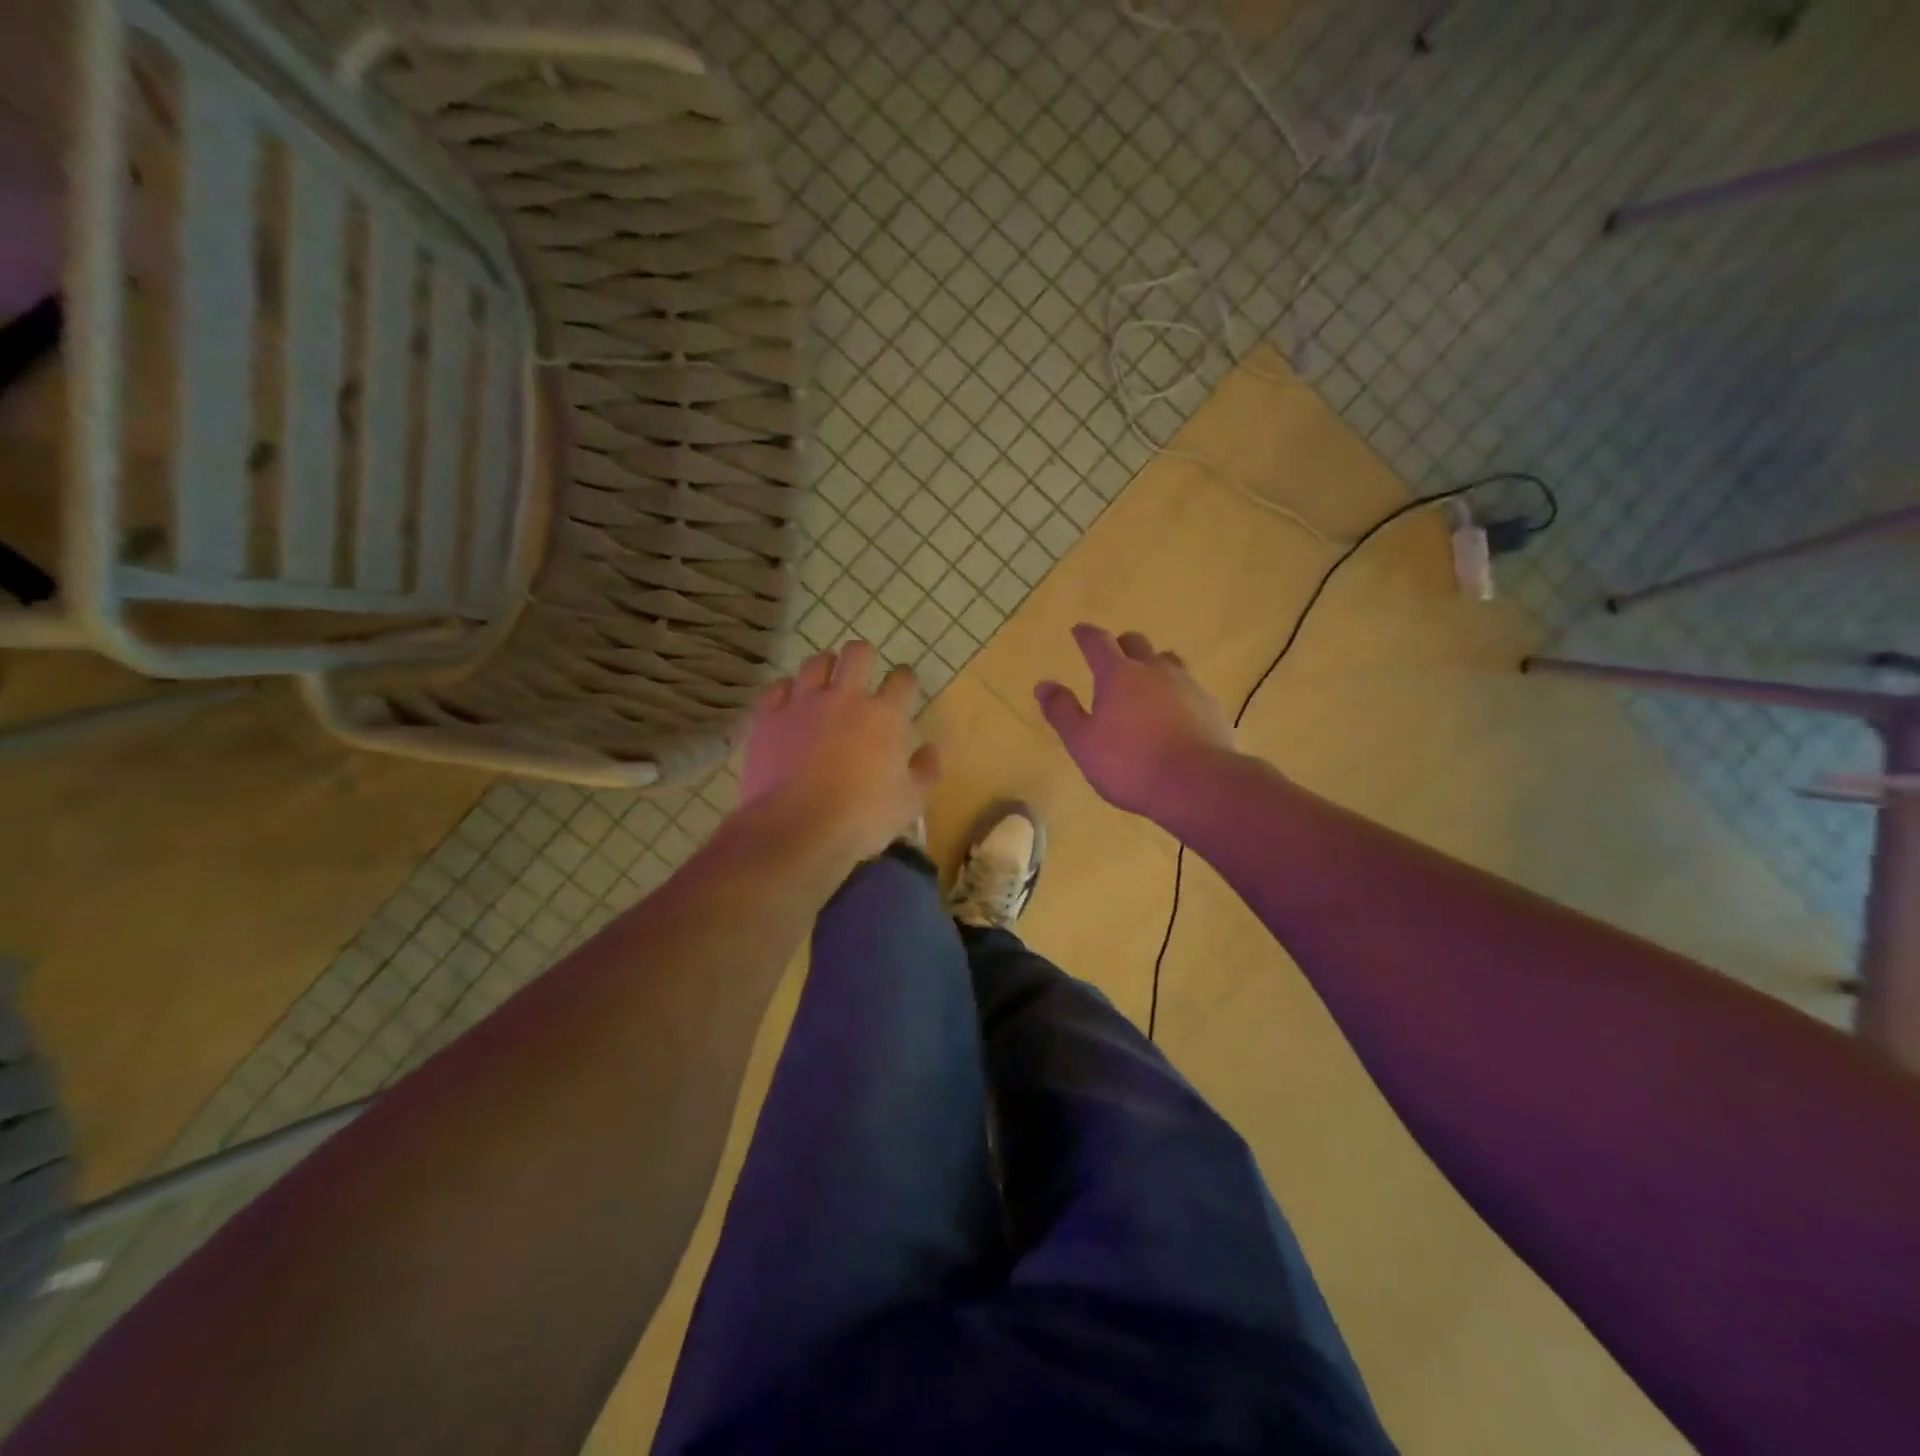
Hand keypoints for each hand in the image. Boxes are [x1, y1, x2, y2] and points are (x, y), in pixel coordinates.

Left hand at [739, 640, 938, 864]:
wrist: (796, 829)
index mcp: (885, 716)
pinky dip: (787, 691)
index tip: (904, 688)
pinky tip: (790, 704)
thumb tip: (929, 749)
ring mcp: (803, 704)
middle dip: (864, 658)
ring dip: (825, 669)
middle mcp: (845, 698)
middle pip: (857, 654)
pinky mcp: (769, 718)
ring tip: (825, 685)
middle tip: (862, 674)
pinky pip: (778, 688)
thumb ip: (925, 771)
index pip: (902, 679)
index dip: (905, 680)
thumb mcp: (910, 803)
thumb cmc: (861, 818)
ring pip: (815, 663)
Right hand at [1035, 625, 1236, 816]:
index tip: (1079, 631)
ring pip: (1168, 661)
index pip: (1098, 642)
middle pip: (1136, 643)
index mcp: (1118, 675)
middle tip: (1112, 656)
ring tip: (1146, 680)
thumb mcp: (1082, 742)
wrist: (1195, 784)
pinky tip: (1174, 712)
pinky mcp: (1210, 707)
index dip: (1086, 635)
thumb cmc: (1129, 764)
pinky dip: (1176, 692)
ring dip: (1153, 664)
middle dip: (1121, 645)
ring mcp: (1186, 686)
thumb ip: (1062, 711)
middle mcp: (1154, 670)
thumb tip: (1044, 684)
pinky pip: (1189, 688)